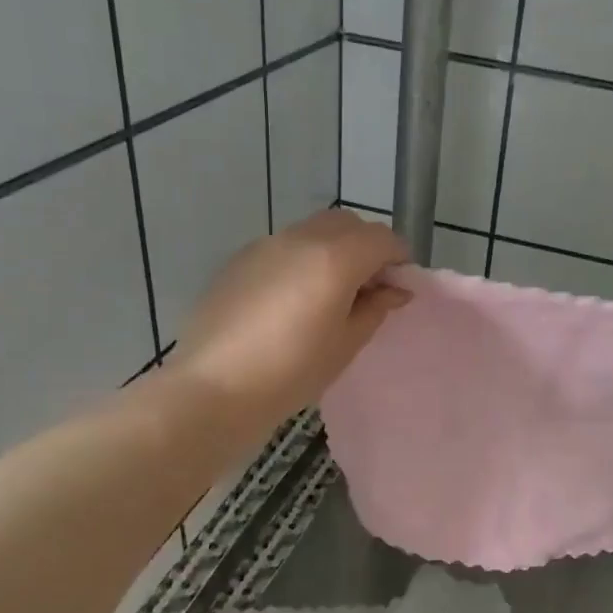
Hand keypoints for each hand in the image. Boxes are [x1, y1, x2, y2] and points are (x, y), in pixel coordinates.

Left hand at [172, 210, 409, 437]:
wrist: (212, 388)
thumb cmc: (291, 372)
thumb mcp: (346, 345)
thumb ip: (375, 308)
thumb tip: (394, 289)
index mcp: (334, 259)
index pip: (382, 238)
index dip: (398, 259)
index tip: (399, 287)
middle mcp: (301, 239)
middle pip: (348, 223)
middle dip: (367, 246)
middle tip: (369, 288)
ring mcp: (266, 245)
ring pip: (314, 230)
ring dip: (334, 250)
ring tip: (331, 294)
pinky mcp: (240, 260)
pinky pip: (284, 246)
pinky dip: (303, 259)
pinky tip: (293, 300)